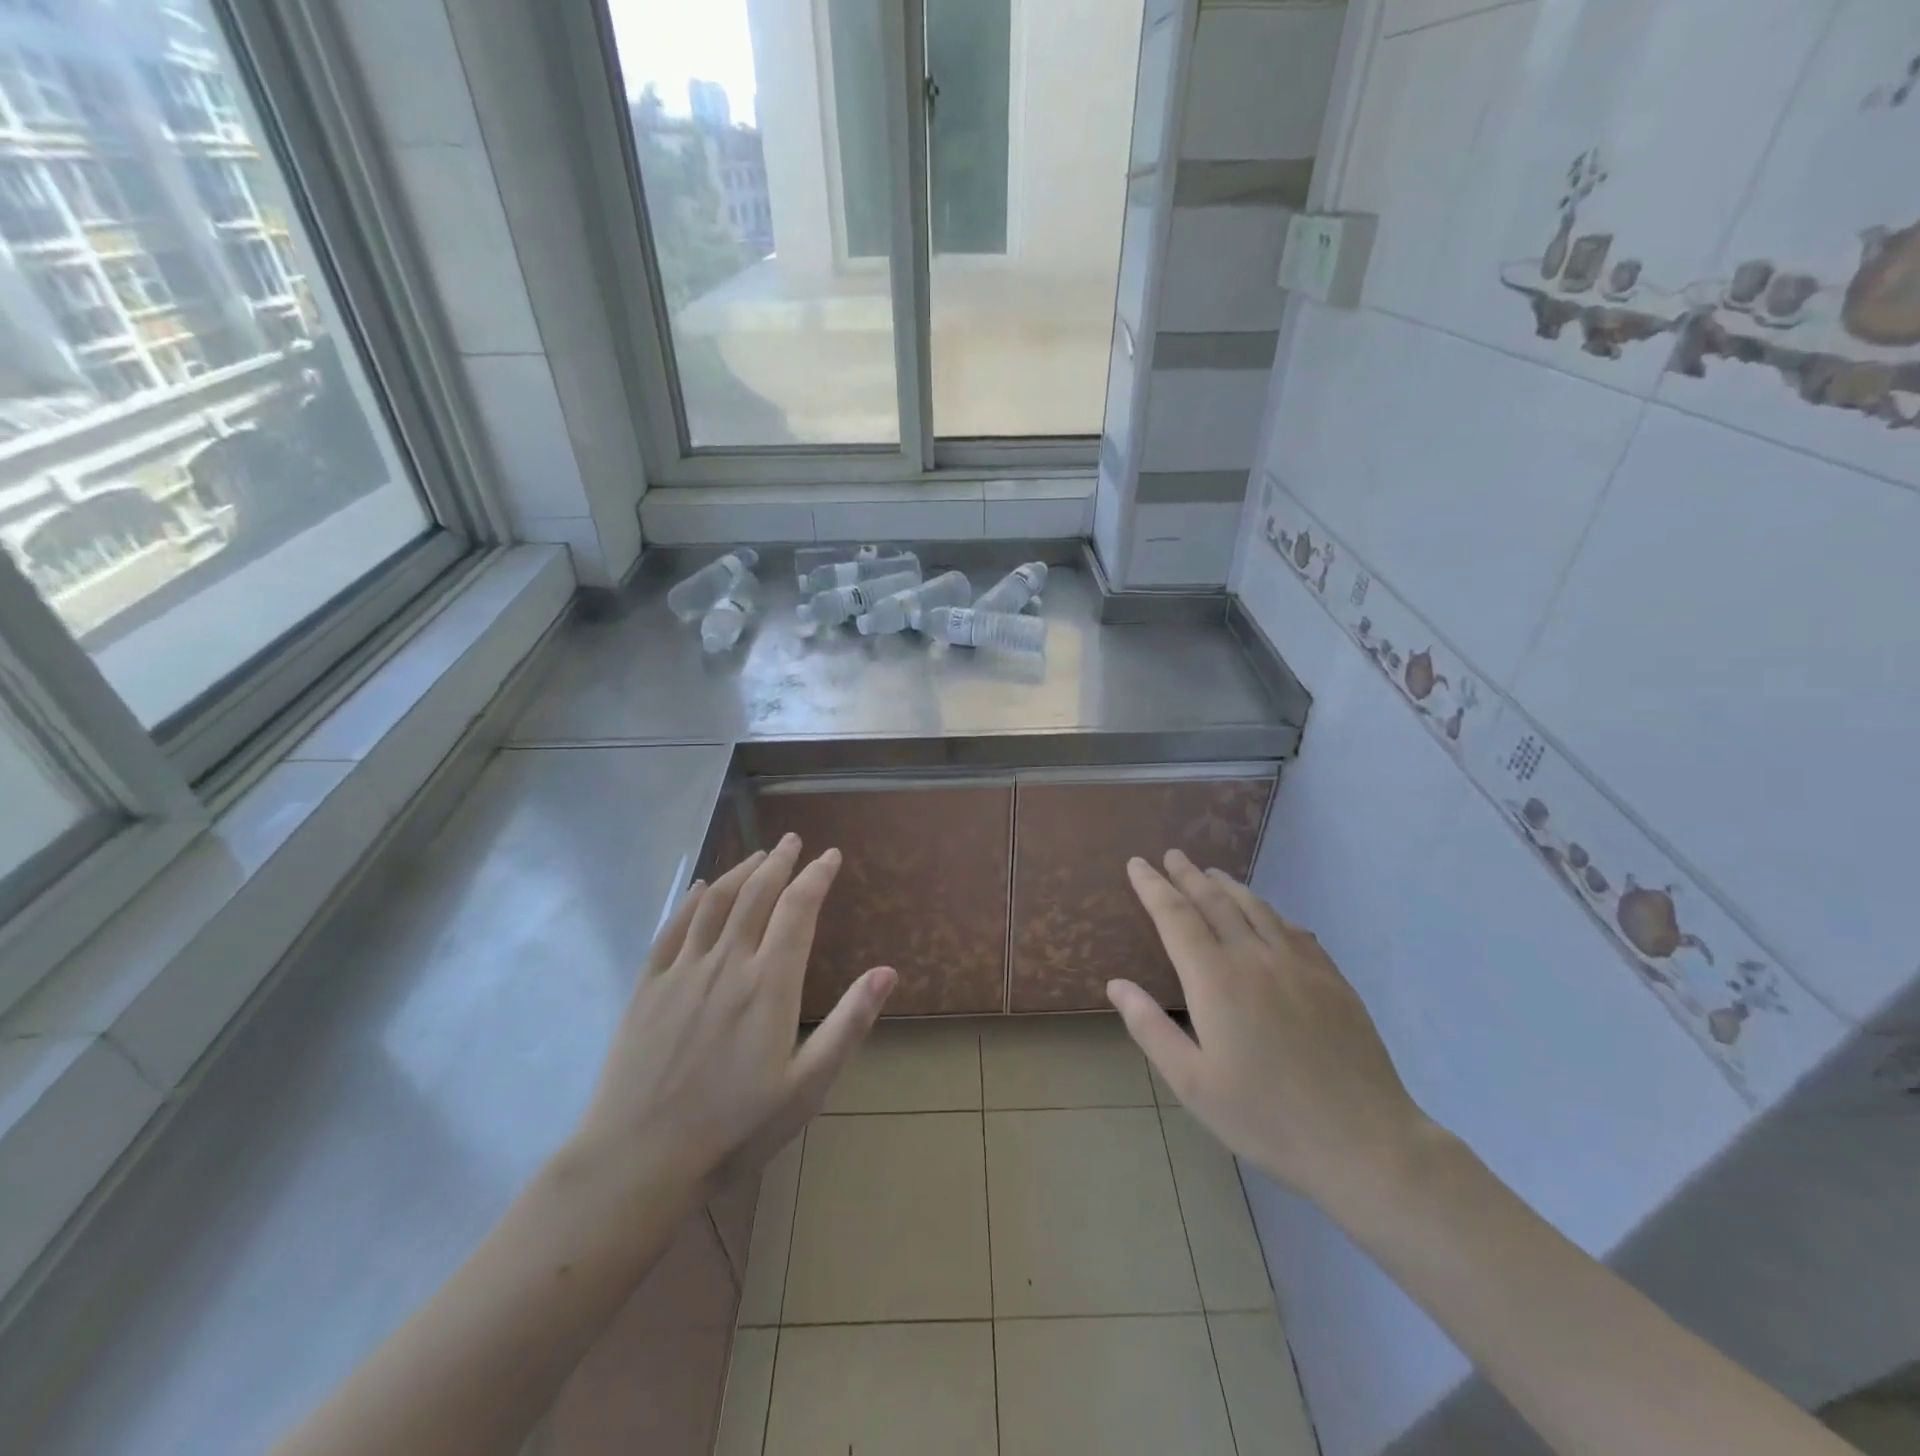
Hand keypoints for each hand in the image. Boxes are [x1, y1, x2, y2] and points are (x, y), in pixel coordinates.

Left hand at [559, 834, 896, 1215]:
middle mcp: (727, 963)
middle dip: (779, 862)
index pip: (798, 909)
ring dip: (740, 871)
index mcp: (769, 984)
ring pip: (716, 902)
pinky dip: (691, 900)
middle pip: (757, 894)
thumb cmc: (735, 1128)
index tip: (830, 856)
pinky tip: (700, 888)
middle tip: (793, 841)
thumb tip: (887, 971)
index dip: (816, 877)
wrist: (639, 1161)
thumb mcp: (807, 1087)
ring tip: (758, 856)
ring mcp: (683, 971)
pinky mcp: (648, 986)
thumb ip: (848, 1024)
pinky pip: (673, 928)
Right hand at [1107, 849, 1430, 1212]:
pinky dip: (1269, 912)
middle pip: (1214, 902)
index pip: (1175, 917)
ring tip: (1210, 873)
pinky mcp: (1331, 978)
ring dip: (1228, 886)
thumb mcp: (1192, 1084)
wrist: (1363, 1140)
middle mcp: (1254, 958)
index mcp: (1215, 980)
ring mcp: (1298, 964)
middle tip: (1172, 855)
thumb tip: (1116, 984)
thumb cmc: (1266, 1116)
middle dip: (1188, 876)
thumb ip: (1150, 1028)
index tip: (1137, 864)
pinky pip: (1293, 929)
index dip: (1153, 887)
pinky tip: (1268, 915)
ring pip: (1256, 908)